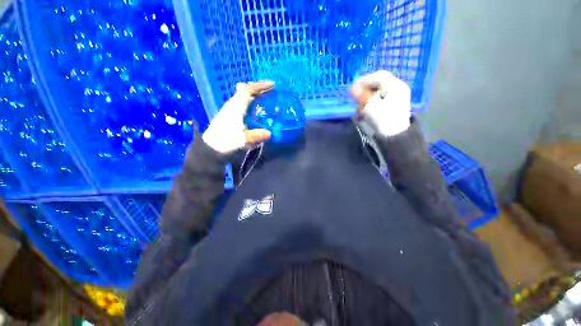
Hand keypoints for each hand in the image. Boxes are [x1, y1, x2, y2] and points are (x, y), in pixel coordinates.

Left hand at [202, 81, 274, 153]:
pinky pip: (242, 102)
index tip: (272, 84)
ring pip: (243, 96)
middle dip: (259, 88)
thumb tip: (269, 133)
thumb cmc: (225, 141)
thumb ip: (256, 135)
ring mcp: (230, 109)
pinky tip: (256, 108)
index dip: (260, 85)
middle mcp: (232, 104)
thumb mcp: (242, 140)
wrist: (210, 147)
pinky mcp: (229, 114)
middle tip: (271, 91)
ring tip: (266, 98)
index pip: (248, 90)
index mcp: (236, 107)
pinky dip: (251, 101)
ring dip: (255, 94)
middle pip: (246, 90)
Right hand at [350, 70, 411, 136]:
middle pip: (378, 86)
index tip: (353, 87)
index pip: (379, 76)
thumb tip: (353, 87)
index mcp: (395, 85)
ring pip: (377, 96)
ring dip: (365, 102)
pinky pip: (379, 103)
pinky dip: (369, 108)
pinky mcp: (392, 108)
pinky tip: (362, 116)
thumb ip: (361, 94)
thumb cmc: (383, 118)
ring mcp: (396, 99)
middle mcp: (398, 90)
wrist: (394, 137)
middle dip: (364, 93)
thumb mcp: (369, 105)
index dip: (364, 80)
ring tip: (358, 112)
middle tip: (355, 100)